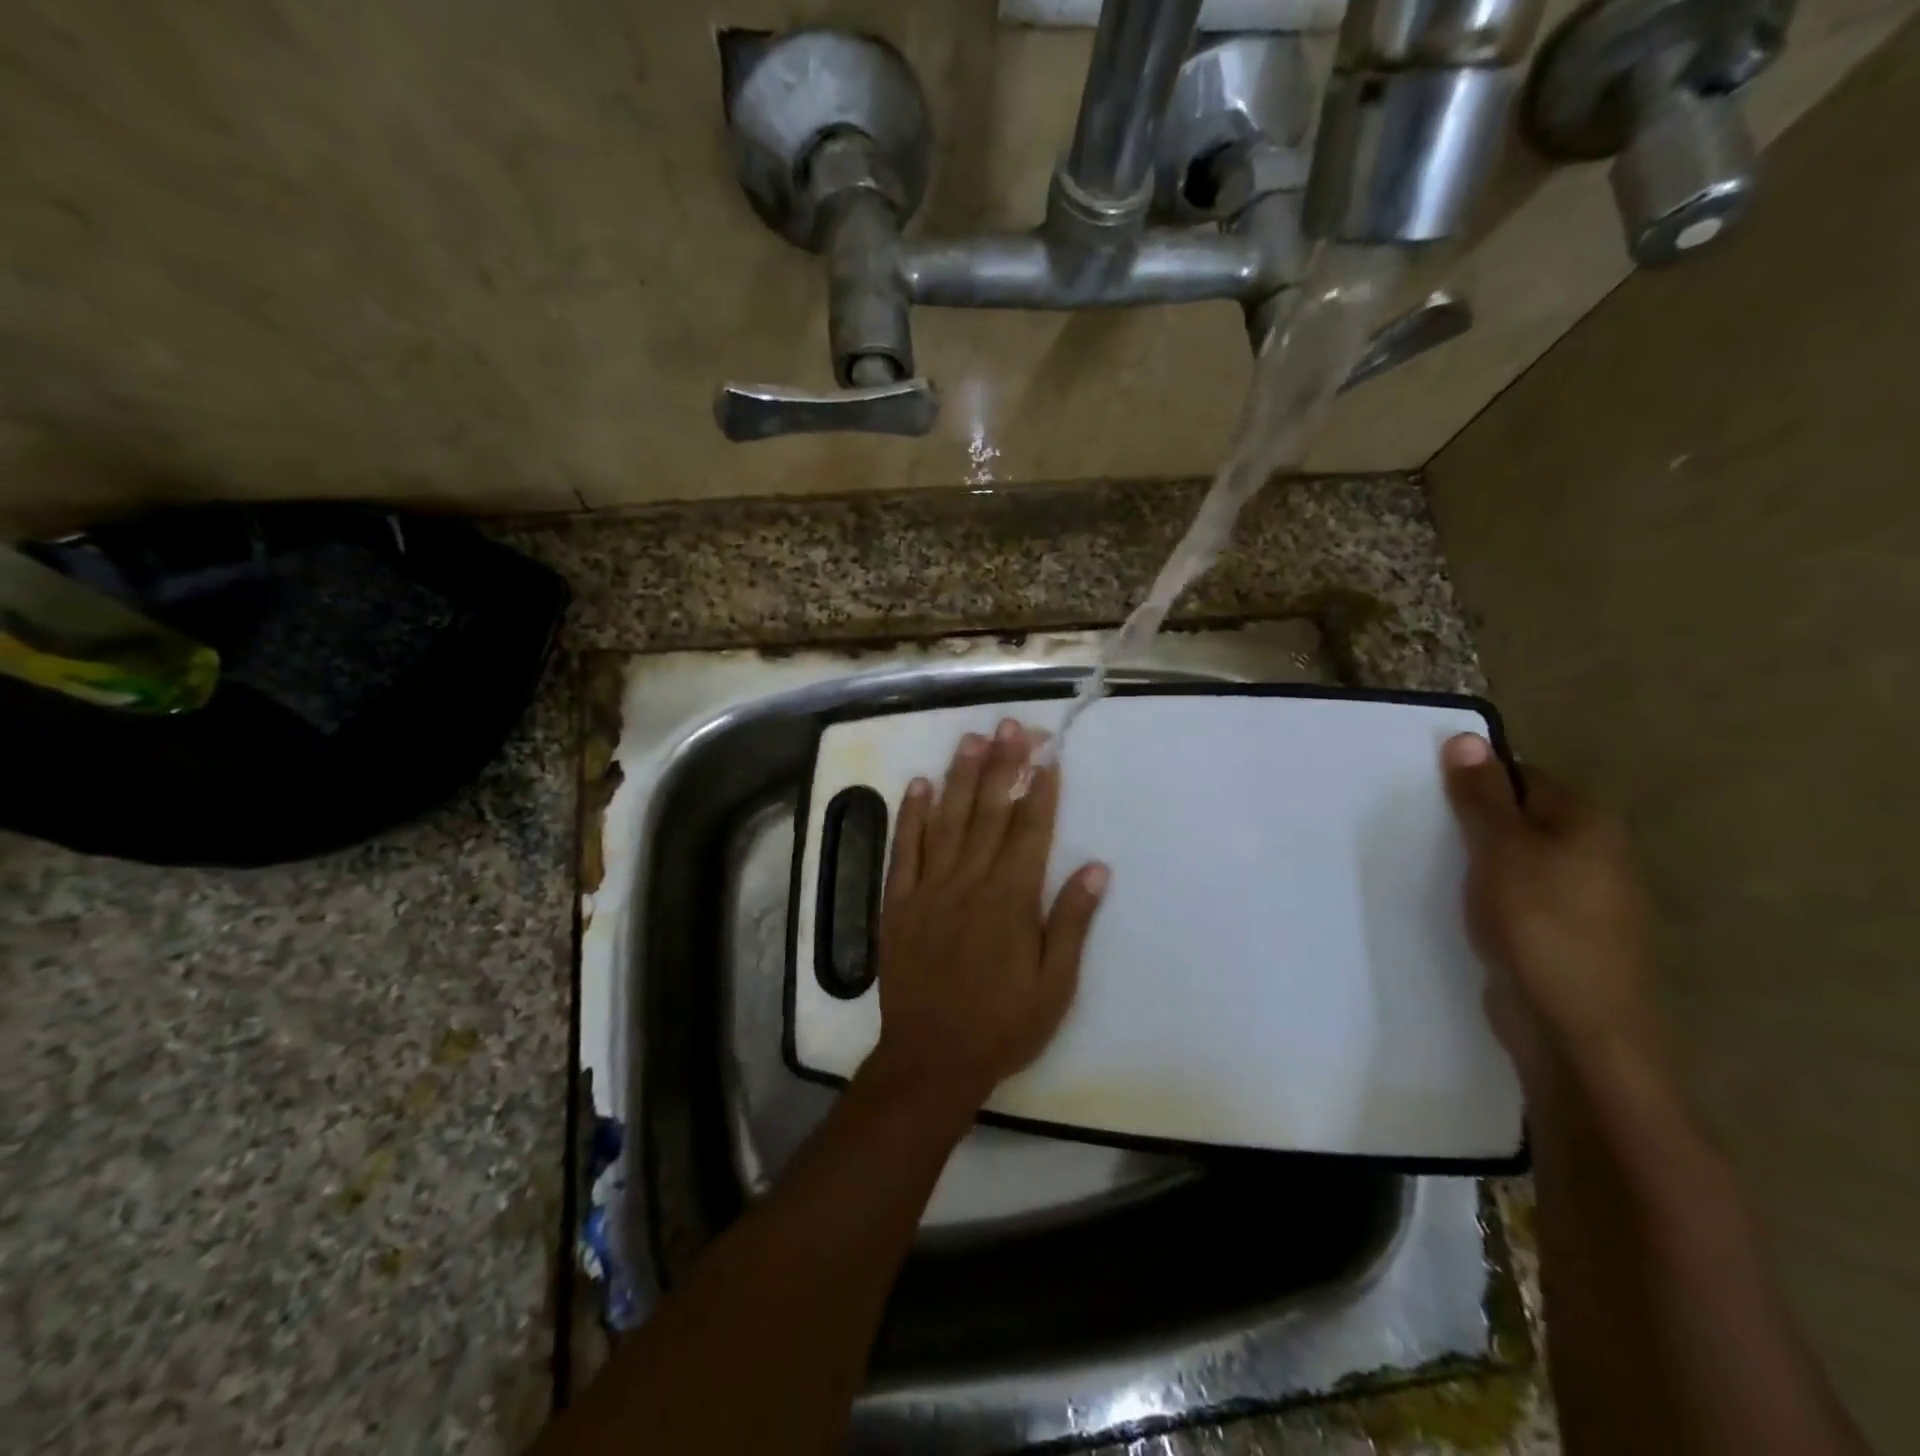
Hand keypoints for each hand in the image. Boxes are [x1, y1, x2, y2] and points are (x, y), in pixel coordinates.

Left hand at [869, 719, 1108, 1115]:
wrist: (931, 1058)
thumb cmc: (1003, 1025)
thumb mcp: (1054, 985)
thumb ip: (1071, 922)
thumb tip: (1095, 867)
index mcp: (1011, 900)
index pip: (1030, 831)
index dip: (1040, 790)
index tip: (1047, 755)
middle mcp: (969, 883)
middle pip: (989, 813)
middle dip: (1003, 765)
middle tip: (1010, 725)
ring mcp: (929, 889)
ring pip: (946, 821)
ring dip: (959, 777)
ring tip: (970, 738)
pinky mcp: (898, 903)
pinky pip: (904, 851)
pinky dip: (910, 816)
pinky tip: (918, 785)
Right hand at [1442, 733, 1664, 1080]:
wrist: (1574, 1028)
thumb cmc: (1538, 924)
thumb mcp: (1499, 848)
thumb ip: (1481, 795)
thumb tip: (1465, 738)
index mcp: (1589, 823)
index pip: (1523, 776)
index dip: (1476, 782)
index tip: (1430, 799)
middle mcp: (1597, 854)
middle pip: (1521, 818)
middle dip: (1473, 823)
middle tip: (1423, 831)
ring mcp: (1585, 899)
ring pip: (1518, 861)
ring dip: (1478, 863)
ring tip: (1433, 867)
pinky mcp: (1564, 936)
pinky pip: (1519, 897)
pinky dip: (1489, 895)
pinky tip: (1460, 908)